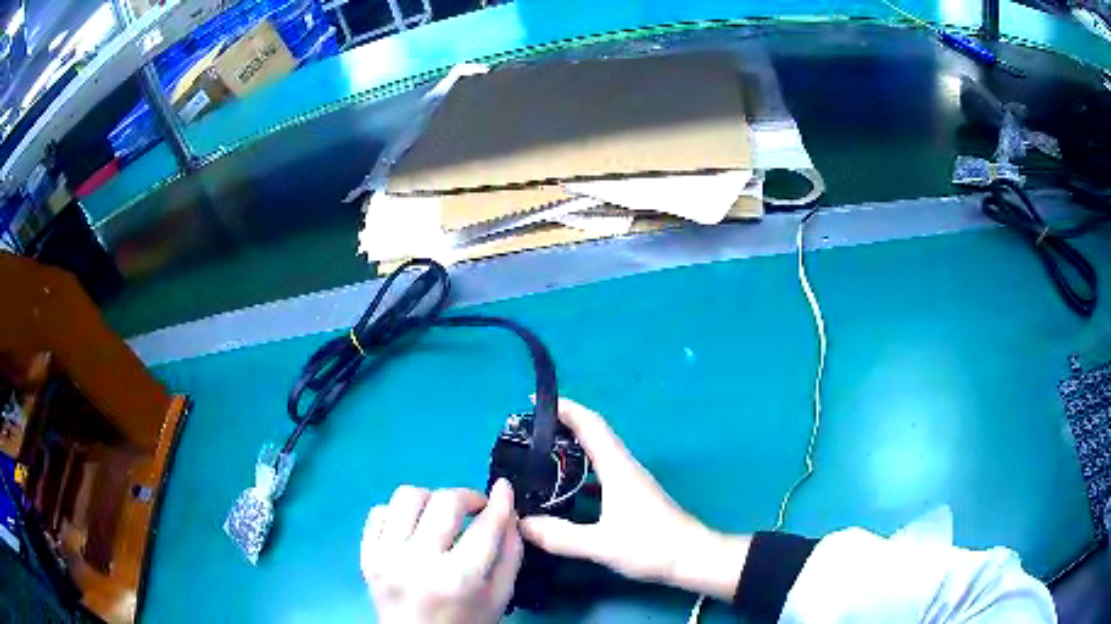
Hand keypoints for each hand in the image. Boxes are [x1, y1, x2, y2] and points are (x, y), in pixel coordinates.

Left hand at [361, 479, 523, 622]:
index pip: (485, 526)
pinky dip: (400, 513)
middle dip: (467, 497)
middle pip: (445, 501)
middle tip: (475, 508)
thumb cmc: (465, 621)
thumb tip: (508, 509)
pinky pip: (379, 510)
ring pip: (407, 496)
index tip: (504, 489)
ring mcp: (386, 556)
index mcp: (459, 578)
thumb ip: (510, 553)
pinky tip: (413, 529)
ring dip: (431, 499)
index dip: (500, 502)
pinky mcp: (366, 553)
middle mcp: (418, 562)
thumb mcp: (500, 595)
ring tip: (440, 517)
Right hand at [519, 399, 749, 600]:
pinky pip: (601, 474)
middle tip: (526, 431)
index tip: (534, 401)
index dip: (564, 408)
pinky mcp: (633, 496)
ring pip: (597, 454)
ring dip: (571, 448)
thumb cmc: (651, 545)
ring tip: (537, 457)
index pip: (590, 425)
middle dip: (561, 425)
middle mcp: (624, 467)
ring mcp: (630, 481)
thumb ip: (561, 536)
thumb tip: (521, 523)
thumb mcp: (601, 545)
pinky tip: (565, 491)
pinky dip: (581, 473)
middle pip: (592, 434)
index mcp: (617, 468)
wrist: (692, 557)